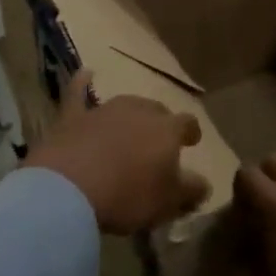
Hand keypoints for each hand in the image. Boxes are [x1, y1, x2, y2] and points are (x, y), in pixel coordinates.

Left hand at [24, 70, 208, 233]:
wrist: (70, 188)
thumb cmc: (128, 195)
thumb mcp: (167, 202)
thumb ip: (190, 191)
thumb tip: (205, 185)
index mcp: (167, 129)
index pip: (187, 123)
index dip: (191, 132)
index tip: (192, 141)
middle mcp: (140, 110)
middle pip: (156, 111)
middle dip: (159, 124)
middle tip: (158, 143)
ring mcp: (105, 110)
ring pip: (125, 105)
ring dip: (130, 115)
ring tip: (130, 129)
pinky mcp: (73, 117)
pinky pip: (78, 94)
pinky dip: (81, 84)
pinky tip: (85, 73)